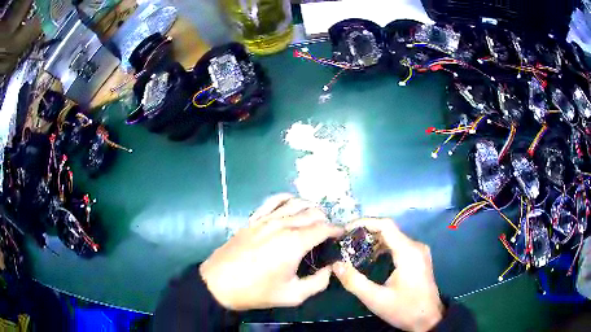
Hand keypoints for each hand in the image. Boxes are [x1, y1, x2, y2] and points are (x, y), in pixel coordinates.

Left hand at [200, 194, 343, 310]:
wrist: (219, 284)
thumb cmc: (256, 292)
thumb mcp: (292, 295)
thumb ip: (318, 283)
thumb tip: (331, 269)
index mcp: (294, 243)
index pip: (323, 228)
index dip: (336, 229)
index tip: (342, 235)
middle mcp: (282, 225)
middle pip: (311, 212)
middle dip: (325, 220)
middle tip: (328, 233)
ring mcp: (265, 219)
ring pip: (294, 203)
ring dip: (309, 208)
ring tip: (314, 219)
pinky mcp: (253, 219)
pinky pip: (272, 201)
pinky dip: (286, 199)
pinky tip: (291, 204)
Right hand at [332, 218, 443, 331]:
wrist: (429, 319)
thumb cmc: (404, 309)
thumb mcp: (376, 299)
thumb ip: (354, 281)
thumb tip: (335, 264)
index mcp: (408, 252)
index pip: (385, 225)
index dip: (364, 223)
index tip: (345, 229)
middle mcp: (415, 246)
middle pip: (389, 230)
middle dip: (366, 233)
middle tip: (345, 242)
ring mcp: (419, 252)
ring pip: (394, 237)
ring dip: (373, 241)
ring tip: (353, 250)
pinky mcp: (418, 258)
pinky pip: (399, 245)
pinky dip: (383, 248)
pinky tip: (371, 258)